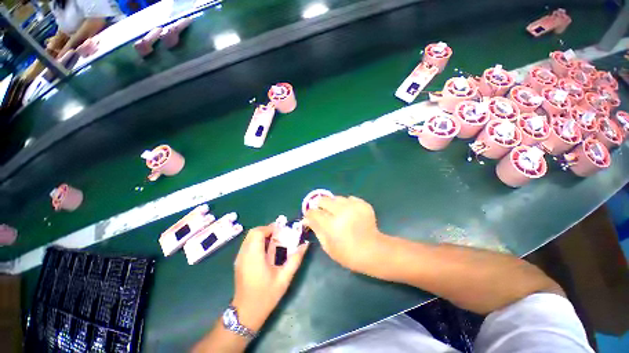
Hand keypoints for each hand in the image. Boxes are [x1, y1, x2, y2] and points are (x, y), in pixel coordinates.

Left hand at [233, 225, 308, 330]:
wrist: (246, 313)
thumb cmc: (266, 296)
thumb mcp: (284, 278)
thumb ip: (295, 259)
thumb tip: (305, 245)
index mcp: (254, 257)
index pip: (258, 232)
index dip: (270, 228)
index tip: (281, 231)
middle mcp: (244, 254)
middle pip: (252, 232)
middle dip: (266, 230)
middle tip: (278, 235)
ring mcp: (239, 258)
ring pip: (249, 238)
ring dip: (262, 235)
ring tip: (274, 241)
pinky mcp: (238, 262)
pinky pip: (247, 244)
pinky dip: (257, 241)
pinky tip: (266, 251)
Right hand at [304, 196, 386, 274]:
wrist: (373, 251)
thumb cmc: (347, 253)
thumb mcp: (328, 246)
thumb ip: (316, 229)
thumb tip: (307, 218)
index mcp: (331, 225)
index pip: (314, 212)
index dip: (310, 213)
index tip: (310, 215)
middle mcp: (341, 212)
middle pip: (323, 200)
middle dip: (320, 205)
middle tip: (324, 212)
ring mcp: (353, 206)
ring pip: (336, 198)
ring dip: (333, 204)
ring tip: (338, 213)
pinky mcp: (363, 204)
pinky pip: (349, 199)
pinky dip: (346, 204)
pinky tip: (349, 212)